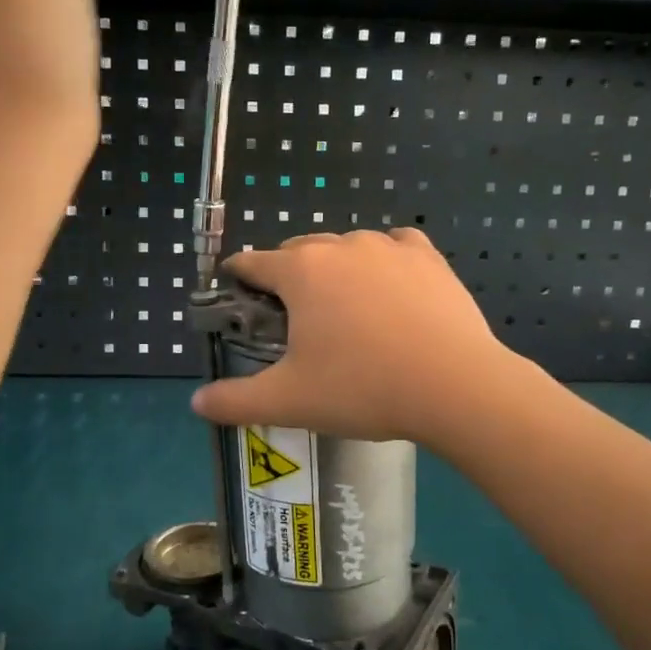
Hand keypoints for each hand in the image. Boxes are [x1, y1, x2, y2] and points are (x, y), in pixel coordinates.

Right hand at [190, 230, 518, 447]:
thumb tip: (196, 403)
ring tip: (346, 309)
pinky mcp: (430, 257)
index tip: (237, 294)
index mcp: (301, 272)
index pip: (253, 262)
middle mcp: (341, 246)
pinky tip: (391, 287)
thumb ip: (235, 400)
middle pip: (300, 251)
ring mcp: (389, 247)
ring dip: (337, 270)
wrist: (454, 386)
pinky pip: (396, 247)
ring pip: (348, 248)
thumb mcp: (289, 401)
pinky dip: (385, 262)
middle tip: (294, 318)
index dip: (239, 278)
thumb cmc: (362, 389)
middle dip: (289, 276)